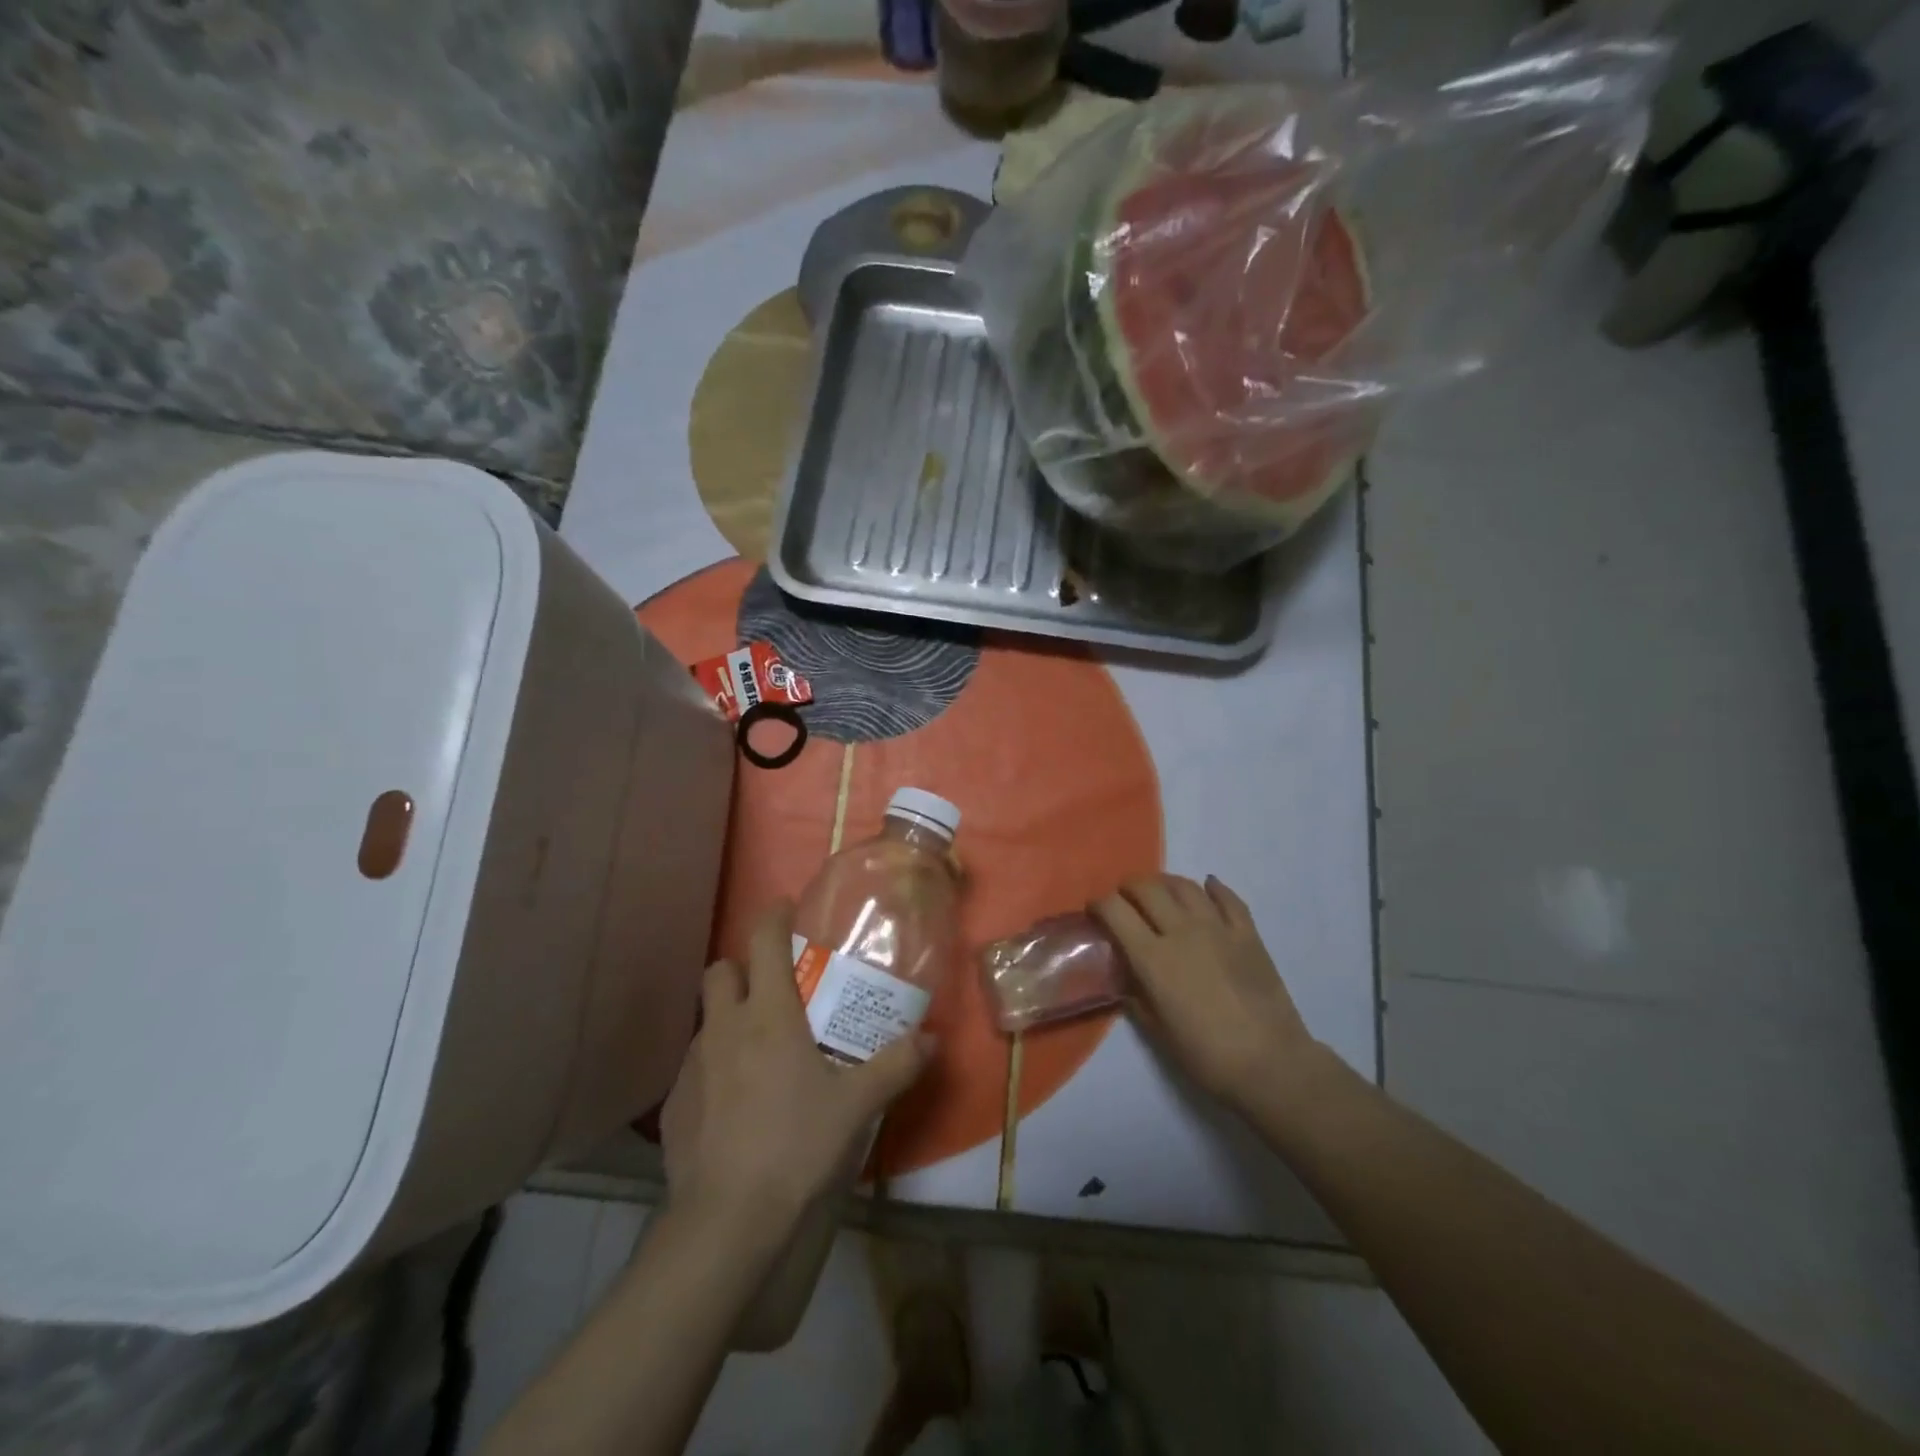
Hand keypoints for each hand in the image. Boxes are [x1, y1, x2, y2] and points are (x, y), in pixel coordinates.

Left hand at [661, 901, 932, 1240]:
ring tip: (759, 1051)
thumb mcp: (858, 1104)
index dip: (774, 915)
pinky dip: (714, 1067)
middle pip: (720, 970)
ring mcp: (692, 1065)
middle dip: (743, 968)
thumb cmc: (796, 1144)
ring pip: (706, 1019)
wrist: (728, 1220)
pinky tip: (735, 1102)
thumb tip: (932, 1039)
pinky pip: (694, 1067)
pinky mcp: (673, 1104)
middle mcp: (724, 1027)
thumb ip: (897, 1065)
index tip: (787, 908)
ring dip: (729, 1019)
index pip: (764, 940)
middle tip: (774, 989)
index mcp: (768, 1014)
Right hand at [1093, 874, 1316, 1113]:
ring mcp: (1218, 928)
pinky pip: (1228, 899)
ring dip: (1165, 883)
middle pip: (1148, 889)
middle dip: (1129, 888)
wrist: (1271, 1064)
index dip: (1099, 905)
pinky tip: (1208, 886)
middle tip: (1124, 899)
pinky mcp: (1248, 934)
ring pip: (1185, 886)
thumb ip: (1136, 996)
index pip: (1116, 911)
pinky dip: (1214, 888)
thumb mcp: (1157, 1031)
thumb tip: (1126, 977)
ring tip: (1159, 892)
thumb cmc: (1206, 1056)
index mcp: (1153, 957)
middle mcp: (1182, 931)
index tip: (1094, 911)